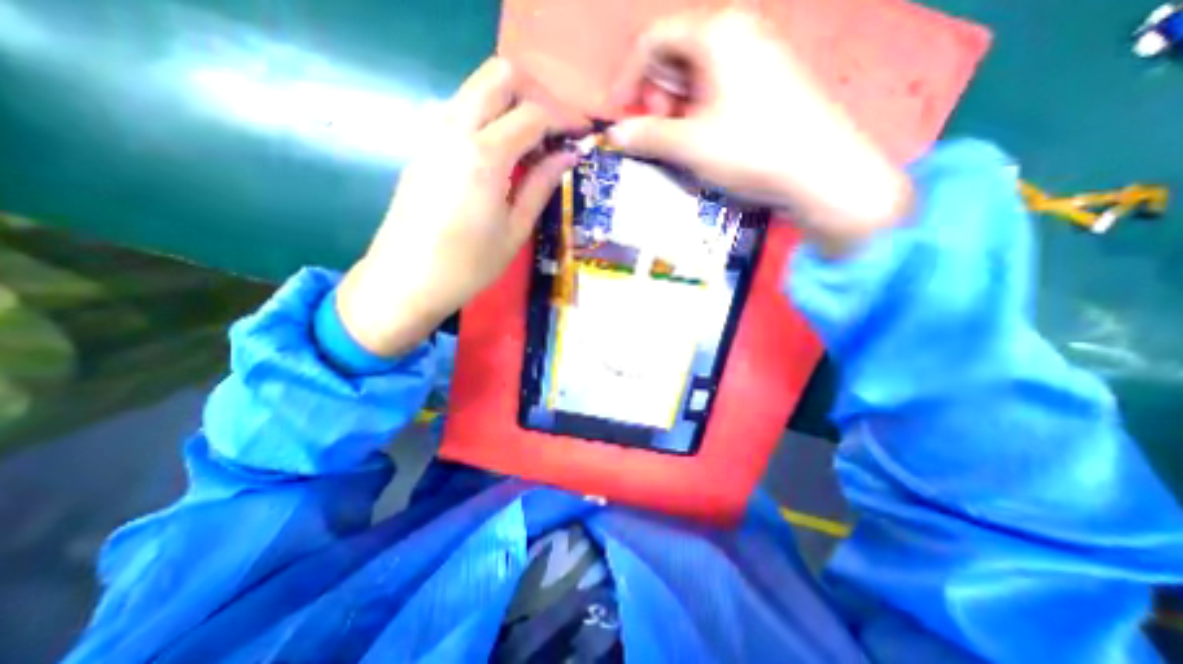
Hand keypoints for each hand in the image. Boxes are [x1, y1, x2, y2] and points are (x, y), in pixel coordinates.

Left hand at [334, 56, 580, 356]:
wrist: (406, 280)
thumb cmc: (468, 265)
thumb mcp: (515, 230)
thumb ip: (541, 185)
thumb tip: (567, 156)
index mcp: (484, 156)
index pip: (533, 114)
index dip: (565, 119)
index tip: (583, 135)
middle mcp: (455, 129)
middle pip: (500, 75)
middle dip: (538, 94)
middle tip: (557, 129)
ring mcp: (433, 132)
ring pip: (477, 87)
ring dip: (512, 103)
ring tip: (534, 144)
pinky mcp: (423, 144)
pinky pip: (460, 108)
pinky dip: (489, 116)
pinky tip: (502, 152)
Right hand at [606, 10, 907, 253]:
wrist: (820, 172)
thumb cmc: (751, 150)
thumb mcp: (690, 145)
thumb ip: (648, 136)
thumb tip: (617, 134)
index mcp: (716, 33)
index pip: (654, 41)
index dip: (629, 78)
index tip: (619, 115)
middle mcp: (737, 33)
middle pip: (675, 56)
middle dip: (656, 96)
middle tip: (656, 133)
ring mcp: (756, 56)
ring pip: (696, 75)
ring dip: (676, 108)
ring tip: (679, 142)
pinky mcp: (767, 82)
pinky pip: (718, 88)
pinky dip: (699, 112)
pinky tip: (704, 138)